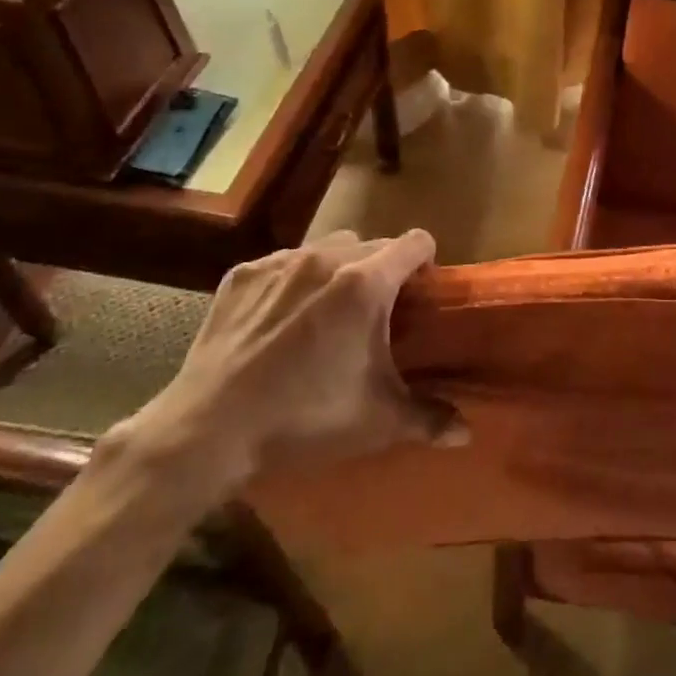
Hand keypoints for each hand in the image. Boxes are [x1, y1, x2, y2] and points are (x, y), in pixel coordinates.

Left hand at [115, 230, 464, 503]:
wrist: (208, 431)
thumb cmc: (305, 419)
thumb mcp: (378, 421)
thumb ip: (430, 418)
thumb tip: (467, 432)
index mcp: (366, 283)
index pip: (415, 242)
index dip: (426, 261)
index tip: (422, 290)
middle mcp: (325, 259)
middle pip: (372, 244)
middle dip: (383, 270)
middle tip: (377, 312)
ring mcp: (279, 263)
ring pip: (327, 248)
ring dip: (339, 269)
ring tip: (329, 310)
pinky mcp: (241, 276)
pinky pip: (282, 263)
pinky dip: (293, 280)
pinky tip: (281, 319)